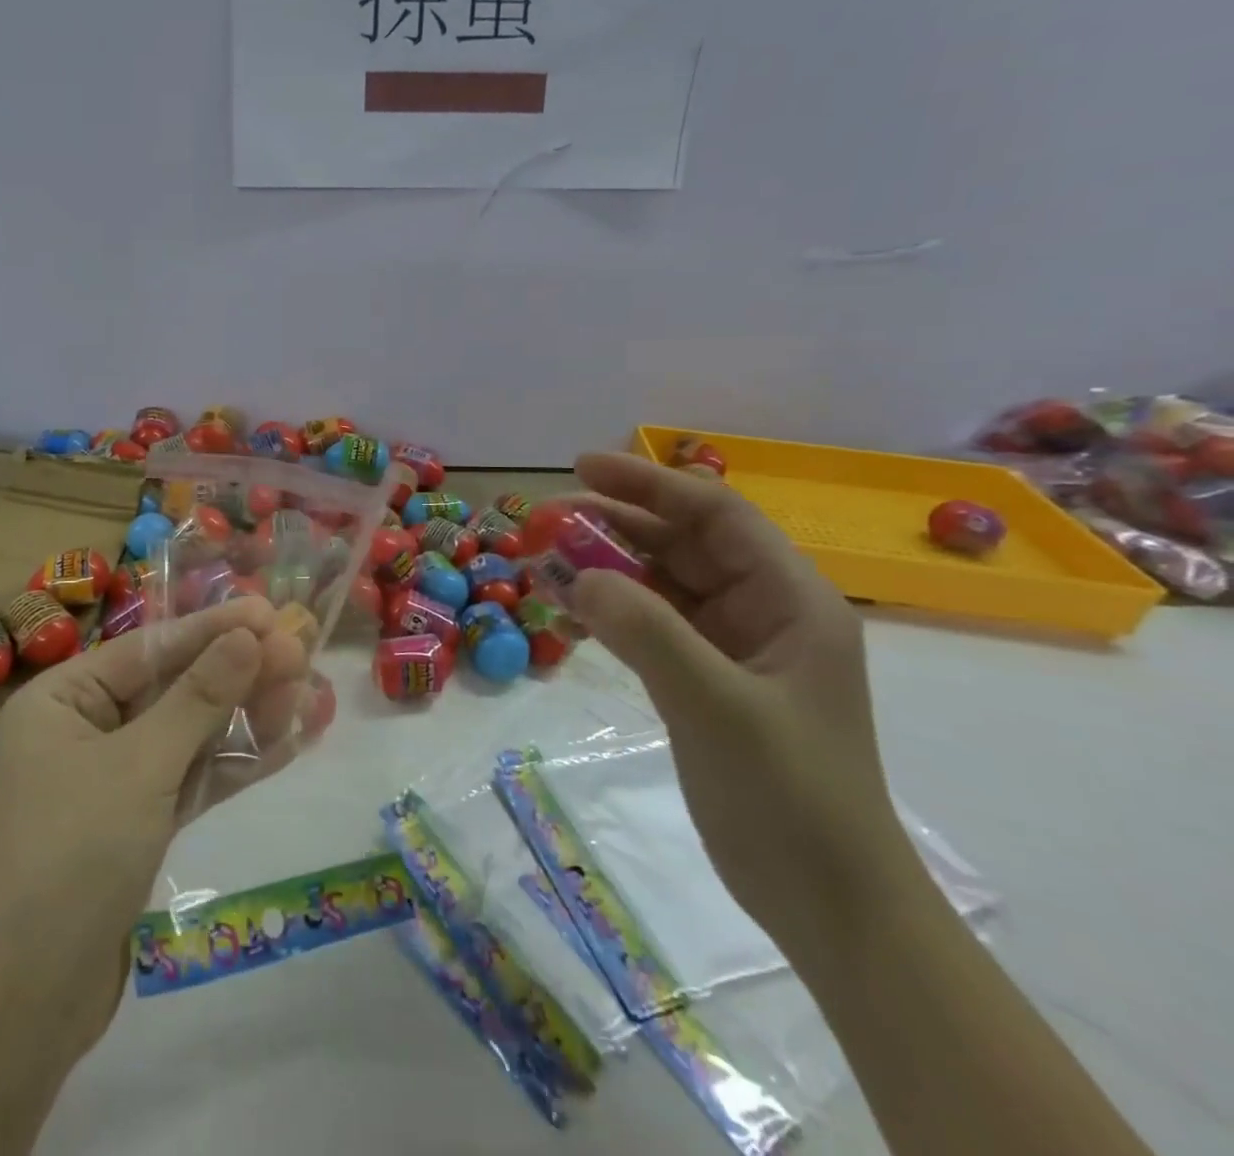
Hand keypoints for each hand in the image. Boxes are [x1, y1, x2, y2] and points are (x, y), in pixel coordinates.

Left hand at [0, 596, 324, 1063]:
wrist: (26, 1001)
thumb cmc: (72, 853)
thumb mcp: (140, 765)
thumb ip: (199, 698)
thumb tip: (251, 636)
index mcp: (64, 698)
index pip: (150, 648)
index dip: (213, 629)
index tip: (270, 614)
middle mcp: (86, 729)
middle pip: (175, 688)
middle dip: (238, 674)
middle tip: (300, 654)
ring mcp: (115, 779)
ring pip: (191, 734)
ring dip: (246, 717)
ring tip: (307, 694)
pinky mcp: (138, 823)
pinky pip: (193, 779)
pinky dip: (235, 764)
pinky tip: (287, 744)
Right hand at [565, 453, 922, 954]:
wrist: (829, 906)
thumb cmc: (791, 798)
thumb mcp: (718, 707)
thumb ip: (648, 633)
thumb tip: (578, 575)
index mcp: (790, 599)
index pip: (715, 514)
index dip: (649, 484)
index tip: (582, 467)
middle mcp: (763, 611)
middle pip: (682, 543)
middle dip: (614, 525)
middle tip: (544, 521)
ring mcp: (733, 648)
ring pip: (660, 584)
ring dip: (605, 568)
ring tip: (543, 563)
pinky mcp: (705, 681)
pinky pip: (649, 626)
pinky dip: (609, 613)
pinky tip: (567, 612)